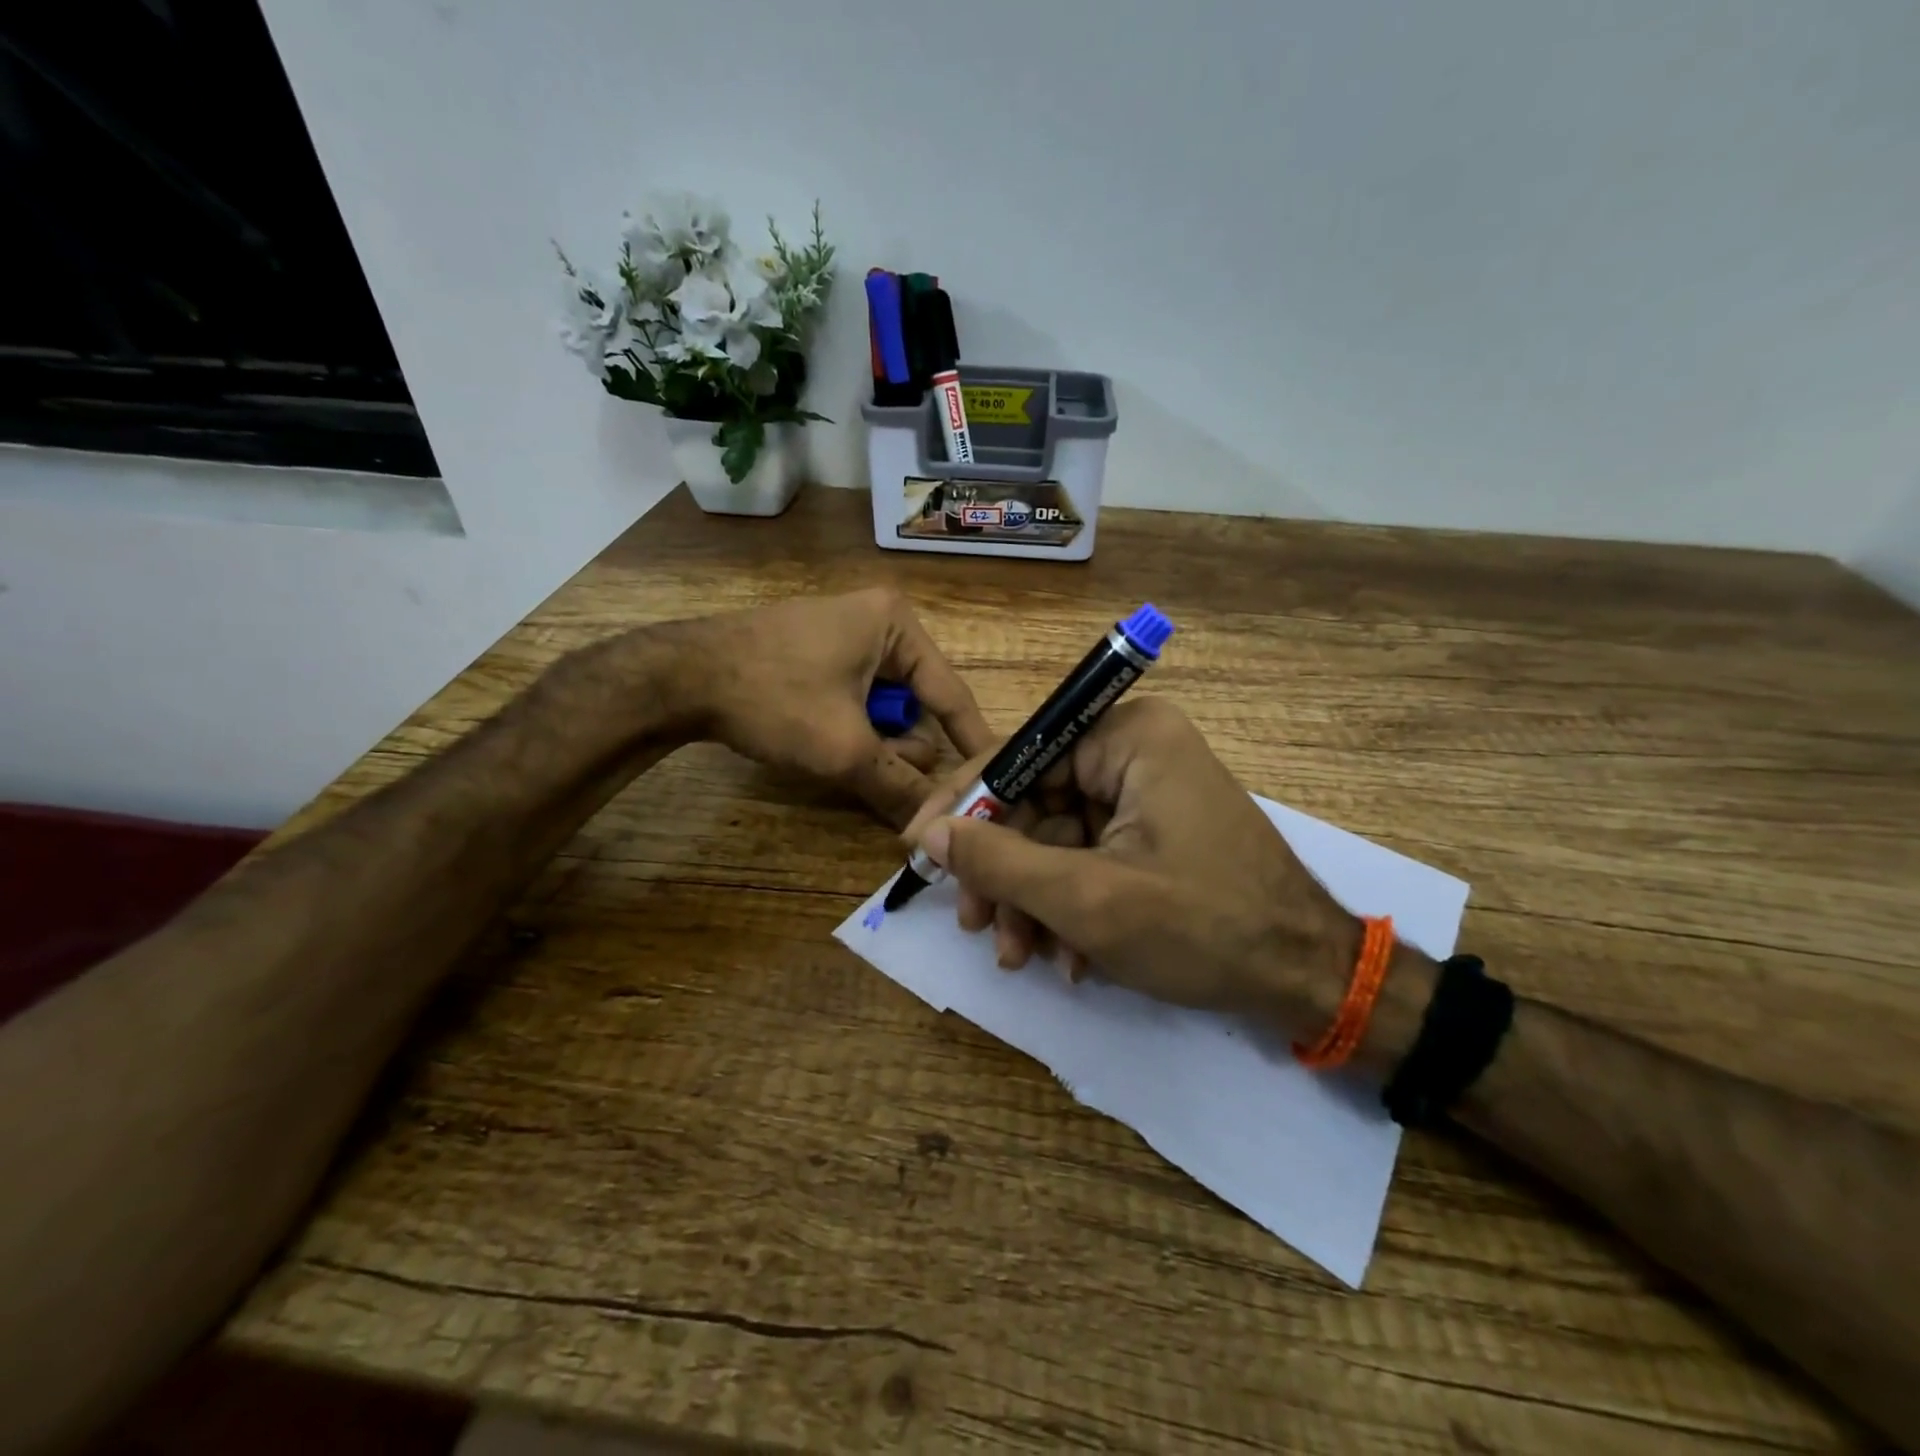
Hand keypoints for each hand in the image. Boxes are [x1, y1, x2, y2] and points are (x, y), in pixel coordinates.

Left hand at [668, 588, 995, 827]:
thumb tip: (935, 825)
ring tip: (843, 759)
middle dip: (903, 746)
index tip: (996, 778)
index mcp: (896, 625)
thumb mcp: (844, 749)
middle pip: (916, 703)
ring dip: (873, 742)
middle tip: (886, 779)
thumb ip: (898, 787)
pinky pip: (854, 698)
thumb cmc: (775, 698)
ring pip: (883, 706)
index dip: (973, 741)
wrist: (680, 676)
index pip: (951, 693)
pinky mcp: (816, 651)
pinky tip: (823, 743)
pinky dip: (850, 728)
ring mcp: (843, 633)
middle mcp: (877, 620)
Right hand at [901, 697, 1359, 1028]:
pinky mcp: (1155, 832)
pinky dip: (1070, 906)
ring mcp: (1147, 792)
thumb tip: (931, 834)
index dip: (965, 804)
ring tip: (1019, 956)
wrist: (1307, 980)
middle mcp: (1137, 750)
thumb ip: (1000, 861)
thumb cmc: (1201, 926)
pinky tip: (1068, 958)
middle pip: (1036, 801)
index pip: (1020, 755)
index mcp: (1128, 736)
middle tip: (976, 925)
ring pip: (1057, 838)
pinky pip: (1089, 857)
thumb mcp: (1087, 898)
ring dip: (1034, 900)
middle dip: (1005, 871)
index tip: (920, 848)